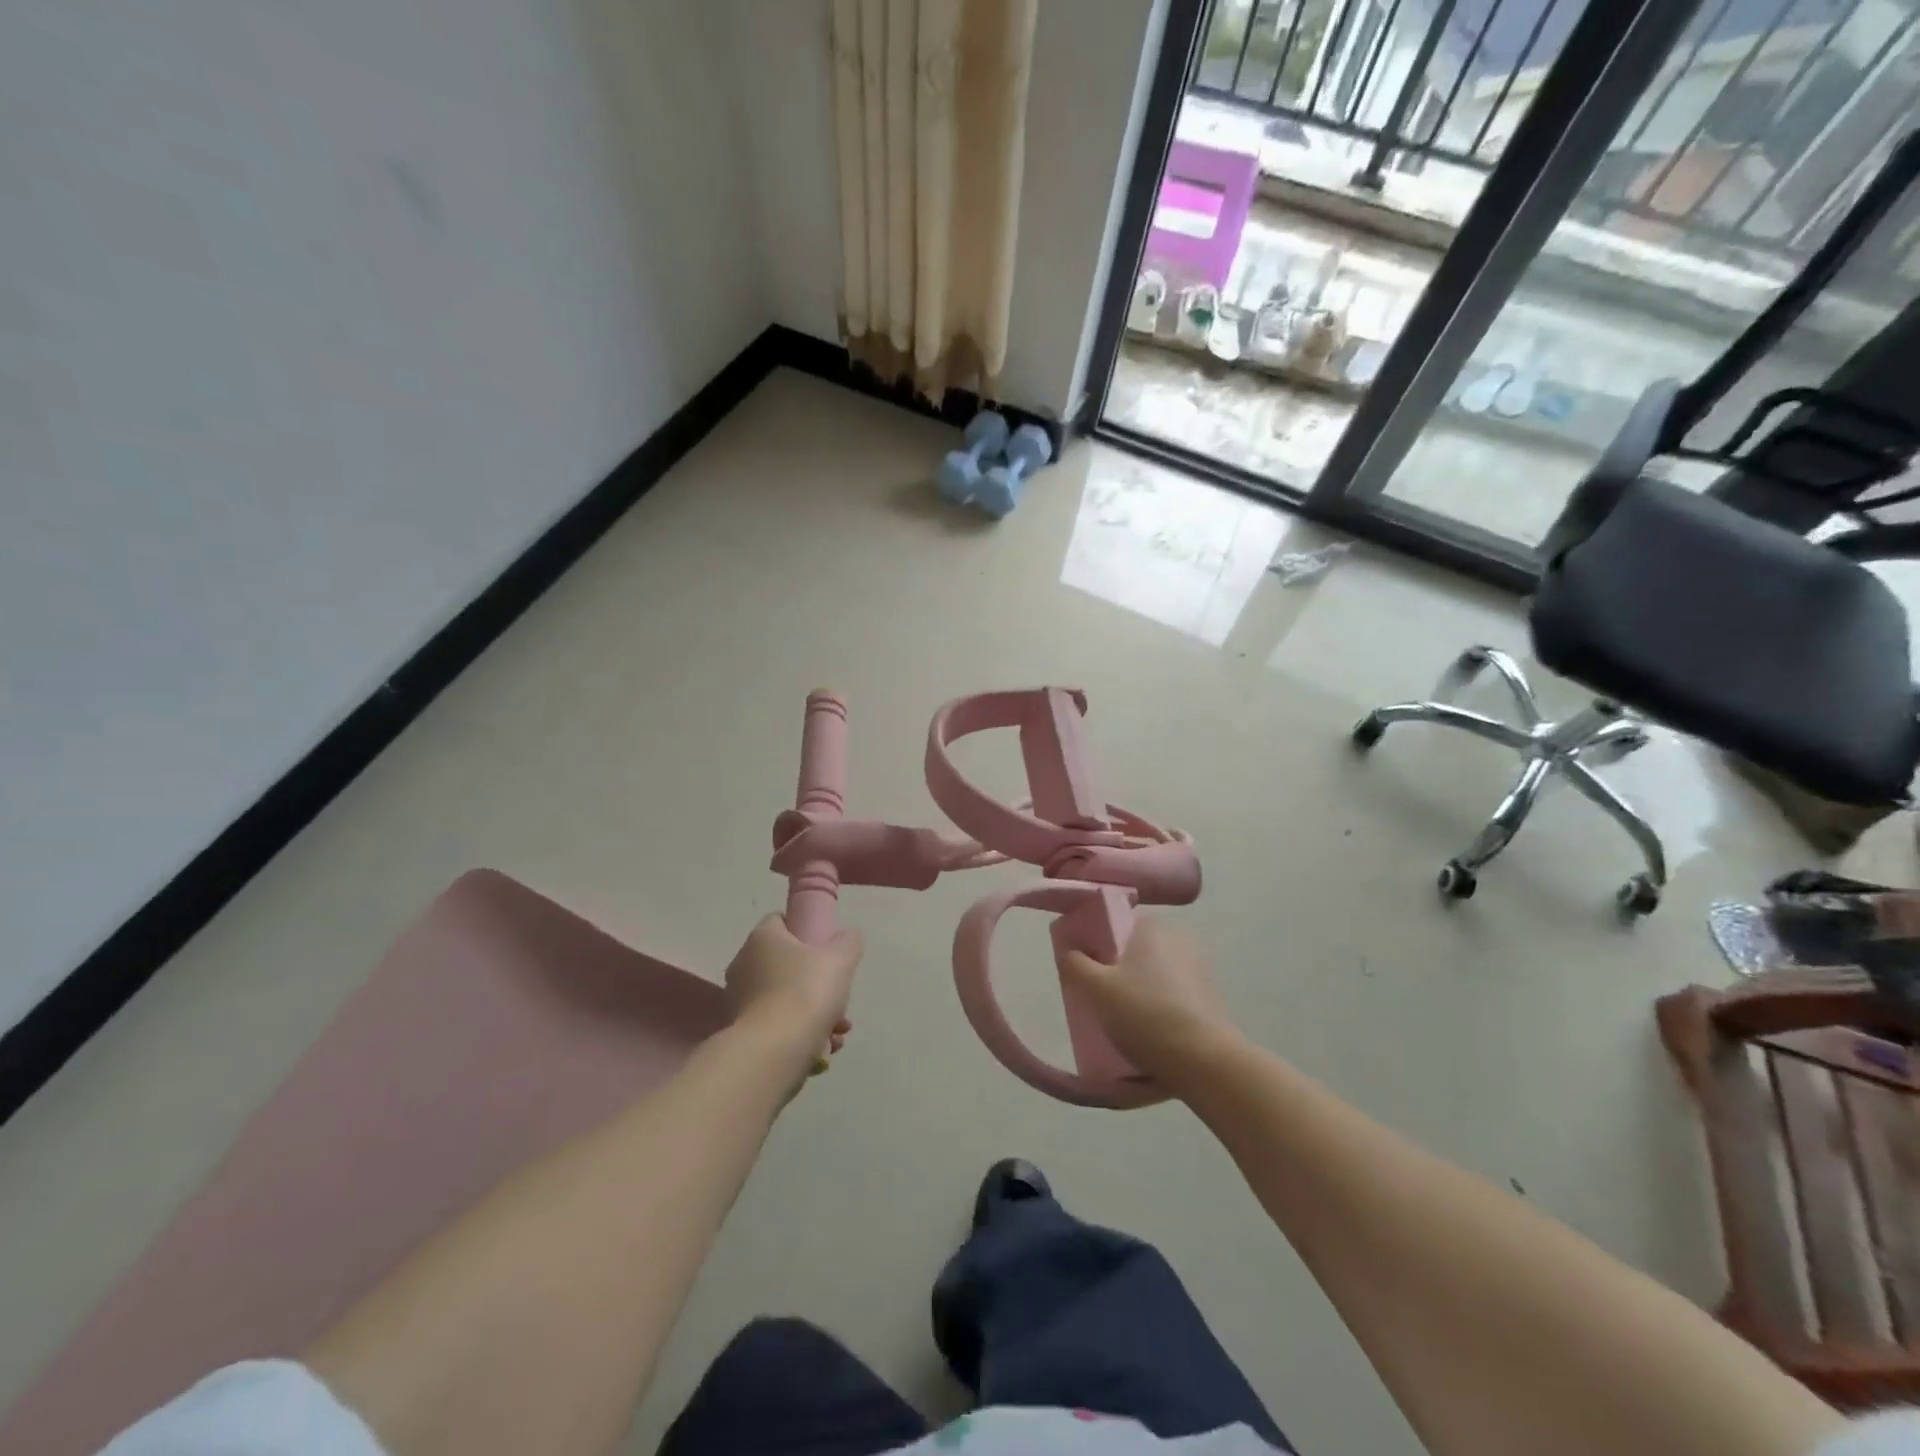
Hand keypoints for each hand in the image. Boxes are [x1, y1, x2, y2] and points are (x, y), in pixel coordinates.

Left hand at [723, 914, 861, 1070]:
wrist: (774, 1052)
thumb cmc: (806, 992)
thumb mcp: (840, 959)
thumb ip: (848, 942)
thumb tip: (847, 936)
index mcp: (762, 938)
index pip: (781, 920)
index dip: (805, 928)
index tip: (826, 946)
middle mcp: (744, 964)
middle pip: (787, 963)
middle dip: (817, 980)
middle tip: (839, 994)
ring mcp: (740, 1000)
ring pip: (786, 996)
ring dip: (815, 1010)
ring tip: (838, 1030)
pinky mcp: (743, 1031)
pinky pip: (778, 1023)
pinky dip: (801, 1031)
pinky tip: (824, 1046)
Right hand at [1060, 914, 1237, 1082]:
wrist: (1204, 1060)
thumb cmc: (1145, 1013)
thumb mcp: (1095, 989)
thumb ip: (1076, 965)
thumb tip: (1071, 953)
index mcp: (1152, 927)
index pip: (1119, 924)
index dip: (1100, 944)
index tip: (1089, 969)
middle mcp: (1179, 939)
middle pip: (1137, 951)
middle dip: (1120, 970)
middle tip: (1102, 998)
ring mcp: (1200, 969)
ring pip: (1157, 975)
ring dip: (1142, 991)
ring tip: (1124, 1021)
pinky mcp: (1212, 998)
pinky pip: (1175, 996)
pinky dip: (1161, 1008)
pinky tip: (1150, 1033)